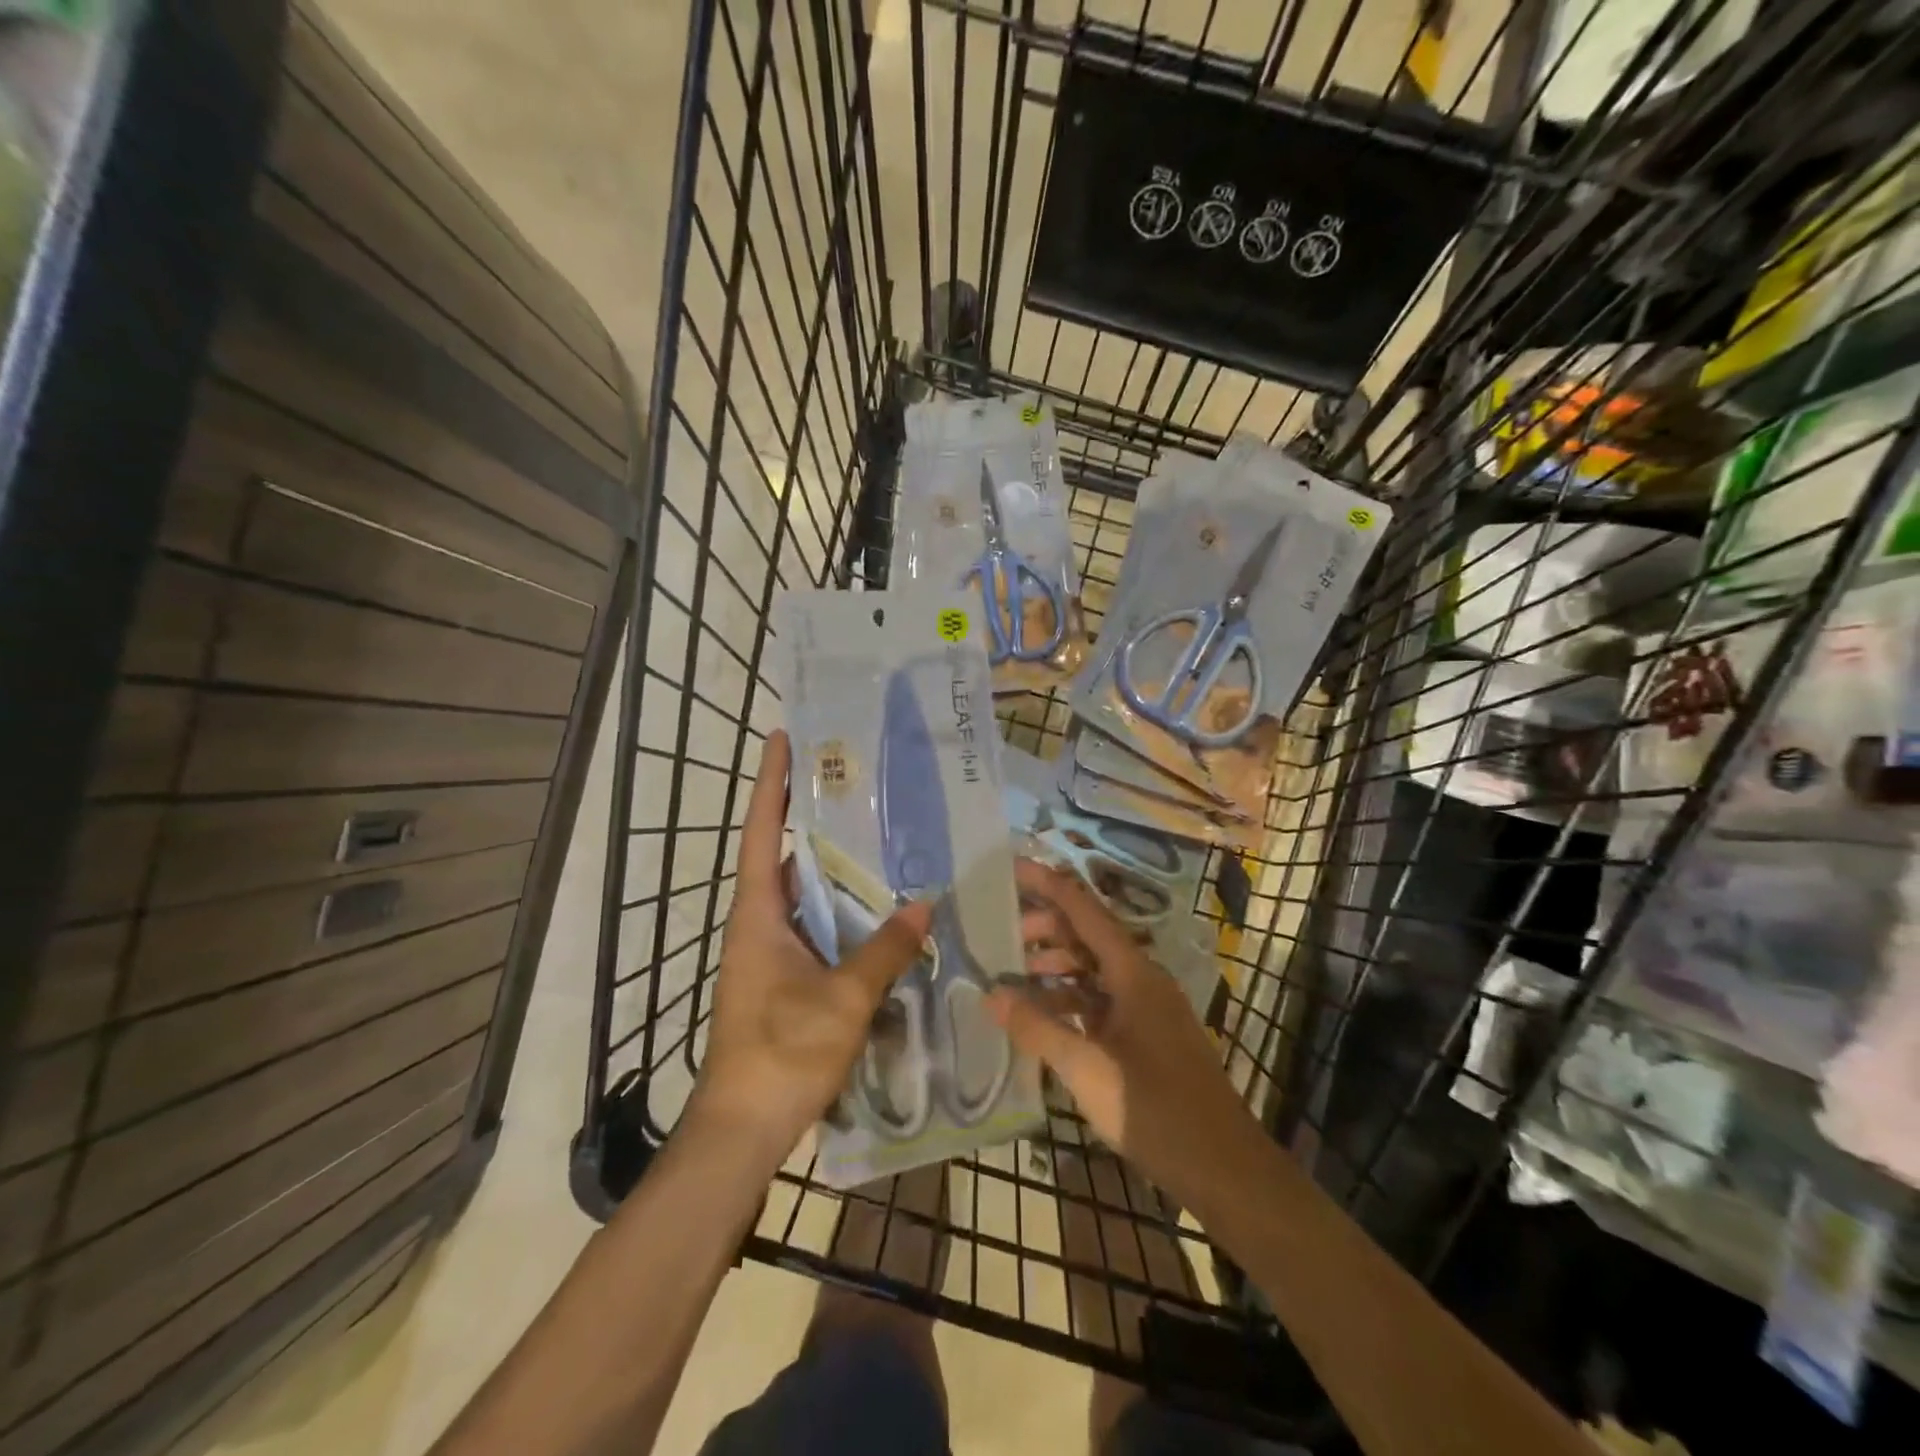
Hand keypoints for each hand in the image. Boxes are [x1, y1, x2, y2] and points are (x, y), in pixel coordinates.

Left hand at [691, 730, 931, 1165]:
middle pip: (783, 853)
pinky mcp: (786, 976)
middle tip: (852, 778)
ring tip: (876, 830)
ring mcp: (771, 951)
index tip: (784, 737)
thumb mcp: (843, 999)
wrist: (744, 1127)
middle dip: (809, 813)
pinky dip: (842, 908)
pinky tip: (879, 905)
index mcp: (758, 913)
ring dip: (831, 863)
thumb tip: (924, 905)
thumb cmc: (783, 1052)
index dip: (771, 782)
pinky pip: (817, 925)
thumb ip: (885, 949)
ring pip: (803, 891)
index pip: (762, 832)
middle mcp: (760, 922)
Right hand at [990, 858, 1264, 1209]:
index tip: (1012, 866)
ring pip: (1093, 970)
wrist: (1223, 1168)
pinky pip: (1100, 1001)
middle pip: (1088, 936)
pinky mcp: (1146, 1037)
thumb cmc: (1154, 1109)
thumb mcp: (1087, 1068)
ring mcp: (1146, 1009)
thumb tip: (991, 993)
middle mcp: (1142, 980)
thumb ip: (1037, 1028)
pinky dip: (1069, 1000)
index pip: (1085, 911)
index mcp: (1133, 973)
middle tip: (1001, 933)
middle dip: (1046, 928)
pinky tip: (1043, 1016)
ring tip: (1015, 975)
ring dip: (1056, 966)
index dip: (1048, 885)